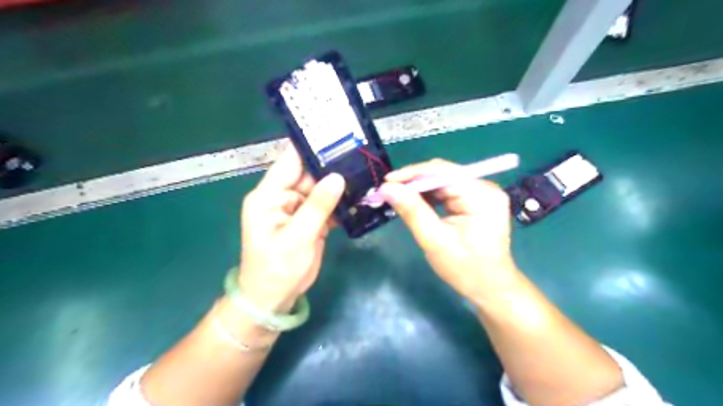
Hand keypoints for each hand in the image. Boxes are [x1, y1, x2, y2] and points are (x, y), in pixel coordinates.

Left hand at [240, 145, 345, 312]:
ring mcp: (298, 208)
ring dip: (340, 184)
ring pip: (321, 188)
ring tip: (365, 172)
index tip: (336, 135)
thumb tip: (337, 177)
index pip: (290, 162)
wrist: (274, 299)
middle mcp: (283, 197)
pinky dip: (340, 203)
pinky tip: (359, 197)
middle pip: (309, 173)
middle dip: (332, 165)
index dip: (311, 147)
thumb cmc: (277, 269)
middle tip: (360, 155)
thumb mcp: (297, 237)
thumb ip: (317, 206)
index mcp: (269, 195)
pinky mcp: (310, 220)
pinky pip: (326, 205)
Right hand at [381, 159, 516, 301]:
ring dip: (420, 188)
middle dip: (414, 181)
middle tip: (388, 191)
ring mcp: (483, 193)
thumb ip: (412, 211)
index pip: (441, 172)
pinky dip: (431, 196)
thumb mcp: (434, 240)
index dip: (412, 174)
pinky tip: (415, 202)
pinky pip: (449, 191)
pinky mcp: (478, 201)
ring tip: (397, 196)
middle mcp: (485, 187)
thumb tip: (386, 188)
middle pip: (443, 174)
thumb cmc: (465, 269)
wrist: (491, 288)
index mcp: (480, 195)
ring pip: (444, 181)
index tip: (386, 182)